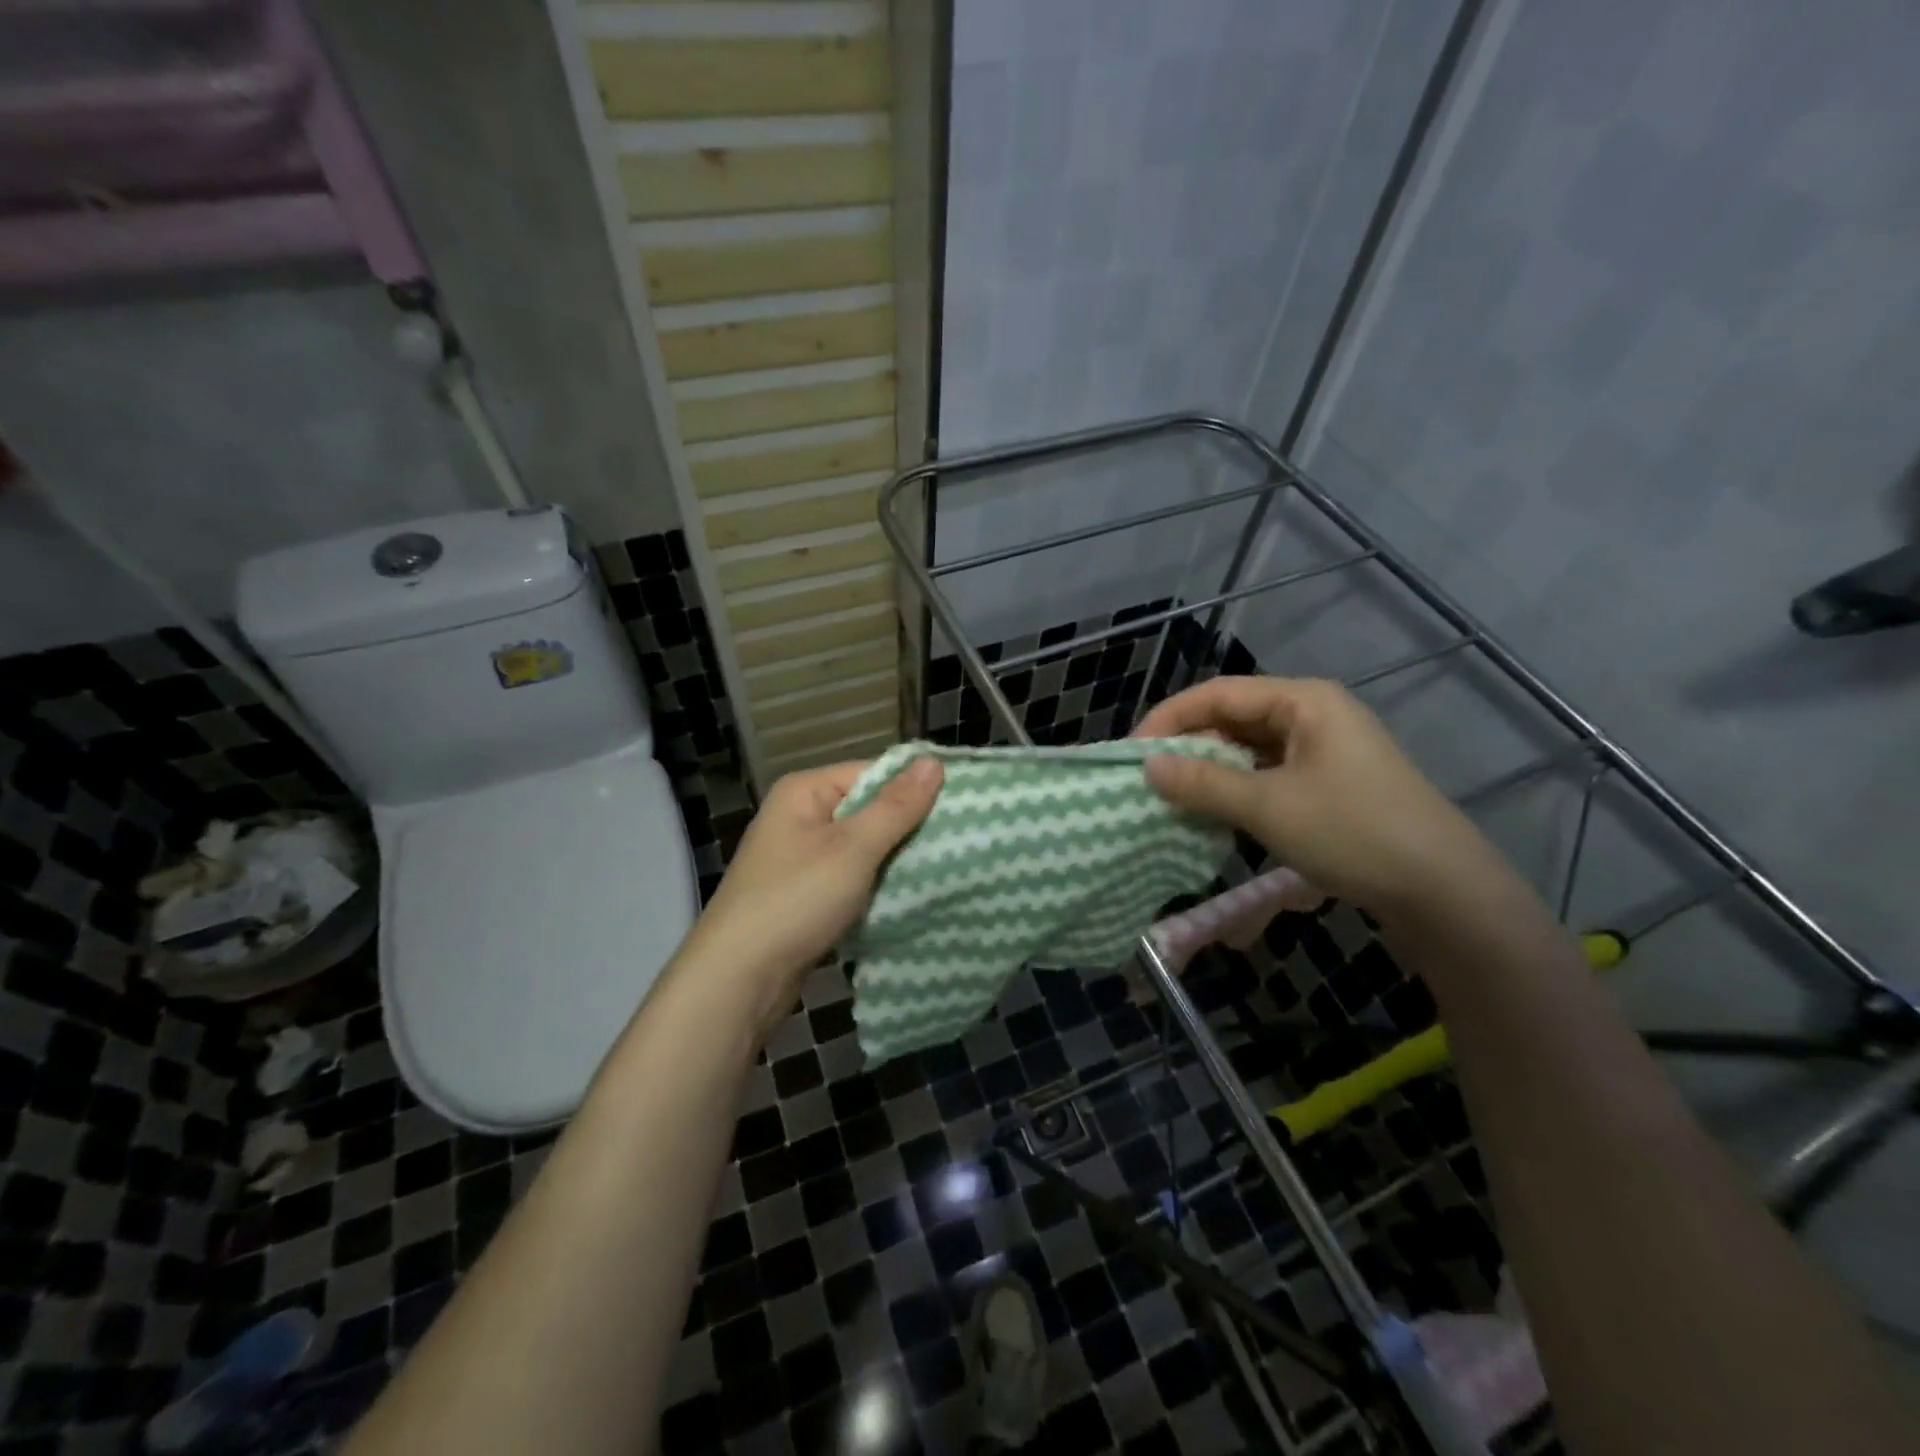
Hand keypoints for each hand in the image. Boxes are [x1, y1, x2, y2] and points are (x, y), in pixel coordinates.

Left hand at [674, 757, 942, 1036]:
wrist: (739, 979)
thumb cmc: (796, 900)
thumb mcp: (852, 849)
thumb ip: (896, 806)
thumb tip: (934, 761)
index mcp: (805, 792)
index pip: (872, 772)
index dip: (915, 786)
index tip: (963, 804)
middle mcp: (801, 817)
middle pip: (869, 809)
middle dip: (910, 825)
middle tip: (962, 838)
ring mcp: (802, 858)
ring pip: (864, 847)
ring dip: (897, 858)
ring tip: (948, 864)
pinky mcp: (807, 895)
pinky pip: (853, 877)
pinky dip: (879, 884)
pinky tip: (912, 893)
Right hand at [1135, 676, 1502, 920]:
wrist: (1444, 892)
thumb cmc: (1352, 832)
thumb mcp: (1268, 806)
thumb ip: (1202, 782)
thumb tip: (1146, 766)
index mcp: (1304, 700)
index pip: (1218, 693)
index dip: (1169, 718)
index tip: (1133, 753)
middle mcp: (1314, 715)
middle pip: (1233, 717)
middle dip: (1188, 745)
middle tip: (1149, 778)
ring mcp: (1325, 750)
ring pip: (1249, 749)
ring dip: (1210, 771)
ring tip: (1173, 797)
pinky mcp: (1330, 783)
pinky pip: (1268, 774)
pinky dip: (1236, 790)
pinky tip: (1215, 813)